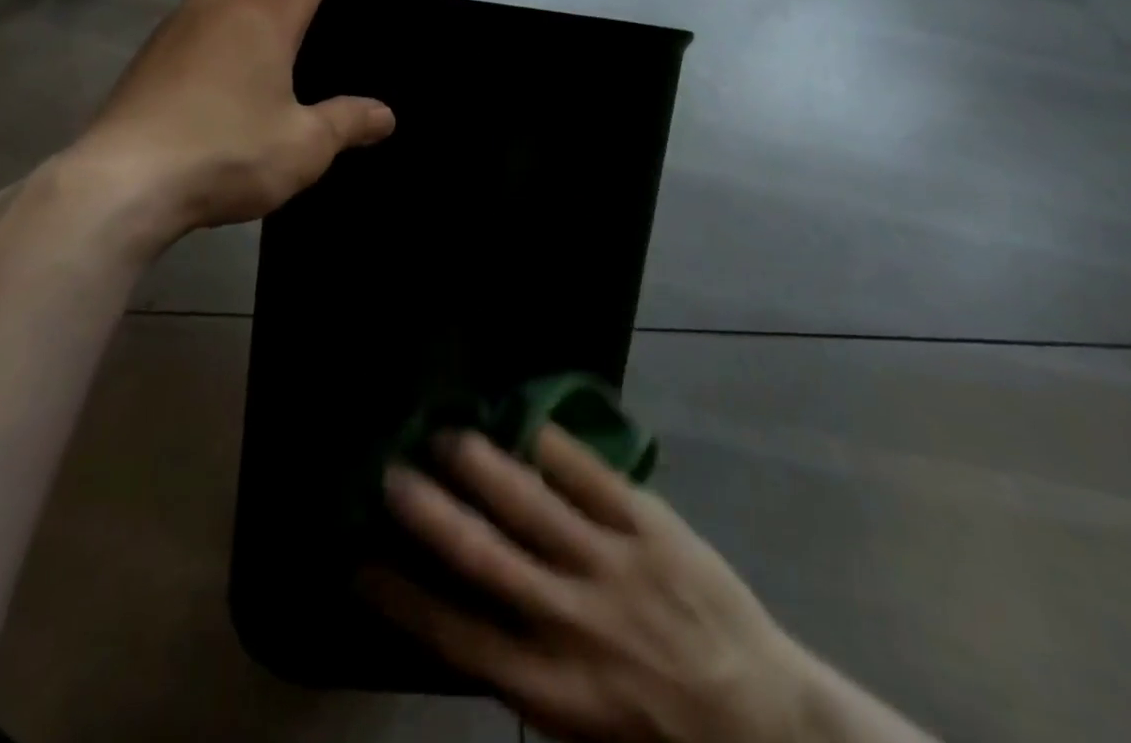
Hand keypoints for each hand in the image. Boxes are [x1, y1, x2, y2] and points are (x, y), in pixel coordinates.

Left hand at [73, 0, 431, 238]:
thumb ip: (350, 121)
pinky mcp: (170, 33)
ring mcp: (194, 5)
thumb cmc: (222, 152)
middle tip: (380, 15)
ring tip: (331, 35)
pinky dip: (270, 8)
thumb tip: (381, 117)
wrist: (115, 184)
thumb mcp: (303, 144)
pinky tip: (272, 62)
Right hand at [367, 427, 810, 742]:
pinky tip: (523, 418)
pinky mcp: (649, 526)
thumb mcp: (587, 737)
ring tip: (445, 433)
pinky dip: (552, 445)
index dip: (403, 598)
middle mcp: (572, 622)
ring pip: (531, 504)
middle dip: (430, 514)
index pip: (457, 637)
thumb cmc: (667, 737)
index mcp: (552, 690)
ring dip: (482, 466)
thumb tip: (468, 626)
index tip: (361, 562)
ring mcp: (612, 565)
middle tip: (389, 474)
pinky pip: (591, 475)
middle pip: (485, 558)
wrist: (769, 723)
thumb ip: (528, 683)